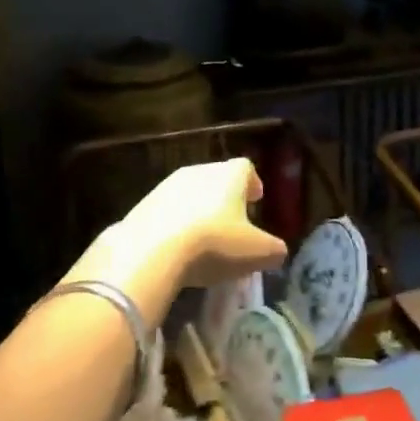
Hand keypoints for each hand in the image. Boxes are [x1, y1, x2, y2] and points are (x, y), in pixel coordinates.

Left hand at [74, 159, 287, 320]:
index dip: (253, 183)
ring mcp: (166, 186)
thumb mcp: (257, 253)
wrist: (150, 252)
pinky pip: (166, 212)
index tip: (256, 200)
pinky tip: (176, 249)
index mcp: (229, 175)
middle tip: (232, 223)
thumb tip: (278, 251)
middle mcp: (198, 171)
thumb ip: (274, 249)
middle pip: (217, 178)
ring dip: (198, 211)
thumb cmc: (214, 243)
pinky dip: (175, 225)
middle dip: (226, 198)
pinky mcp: (142, 206)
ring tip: (203, 240)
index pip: (246, 168)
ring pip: (190, 194)